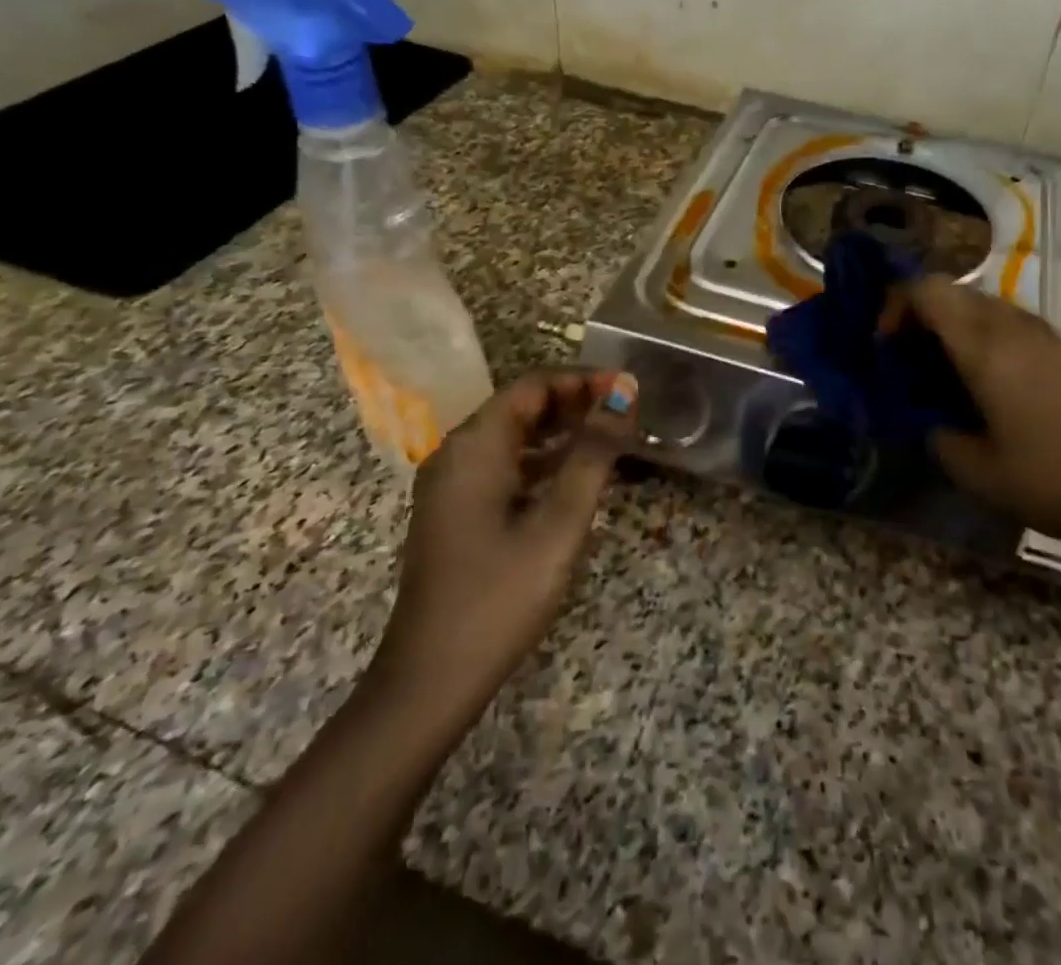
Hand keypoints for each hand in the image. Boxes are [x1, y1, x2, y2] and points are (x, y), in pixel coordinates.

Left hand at [365, 368, 637, 719]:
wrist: (431, 681)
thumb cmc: (501, 596)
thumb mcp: (559, 522)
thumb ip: (594, 453)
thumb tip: (623, 394)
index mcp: (475, 445)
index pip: (534, 385)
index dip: (584, 379)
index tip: (629, 389)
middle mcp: (456, 452)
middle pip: (521, 406)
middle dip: (574, 402)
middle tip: (626, 412)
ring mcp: (451, 484)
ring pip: (512, 436)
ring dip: (560, 430)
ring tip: (610, 437)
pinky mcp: (454, 511)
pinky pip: (503, 465)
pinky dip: (541, 460)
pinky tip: (574, 475)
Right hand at [906, 278, 1060, 547]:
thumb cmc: (1047, 479)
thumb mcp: (971, 468)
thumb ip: (935, 433)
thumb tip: (928, 420)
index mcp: (985, 346)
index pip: (928, 290)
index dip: (896, 306)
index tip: (887, 346)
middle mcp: (1014, 326)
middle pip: (954, 291)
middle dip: (921, 315)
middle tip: (909, 358)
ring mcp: (1046, 334)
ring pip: (984, 304)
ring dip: (954, 324)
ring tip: (945, 370)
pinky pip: (1010, 322)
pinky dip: (984, 335)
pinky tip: (988, 381)